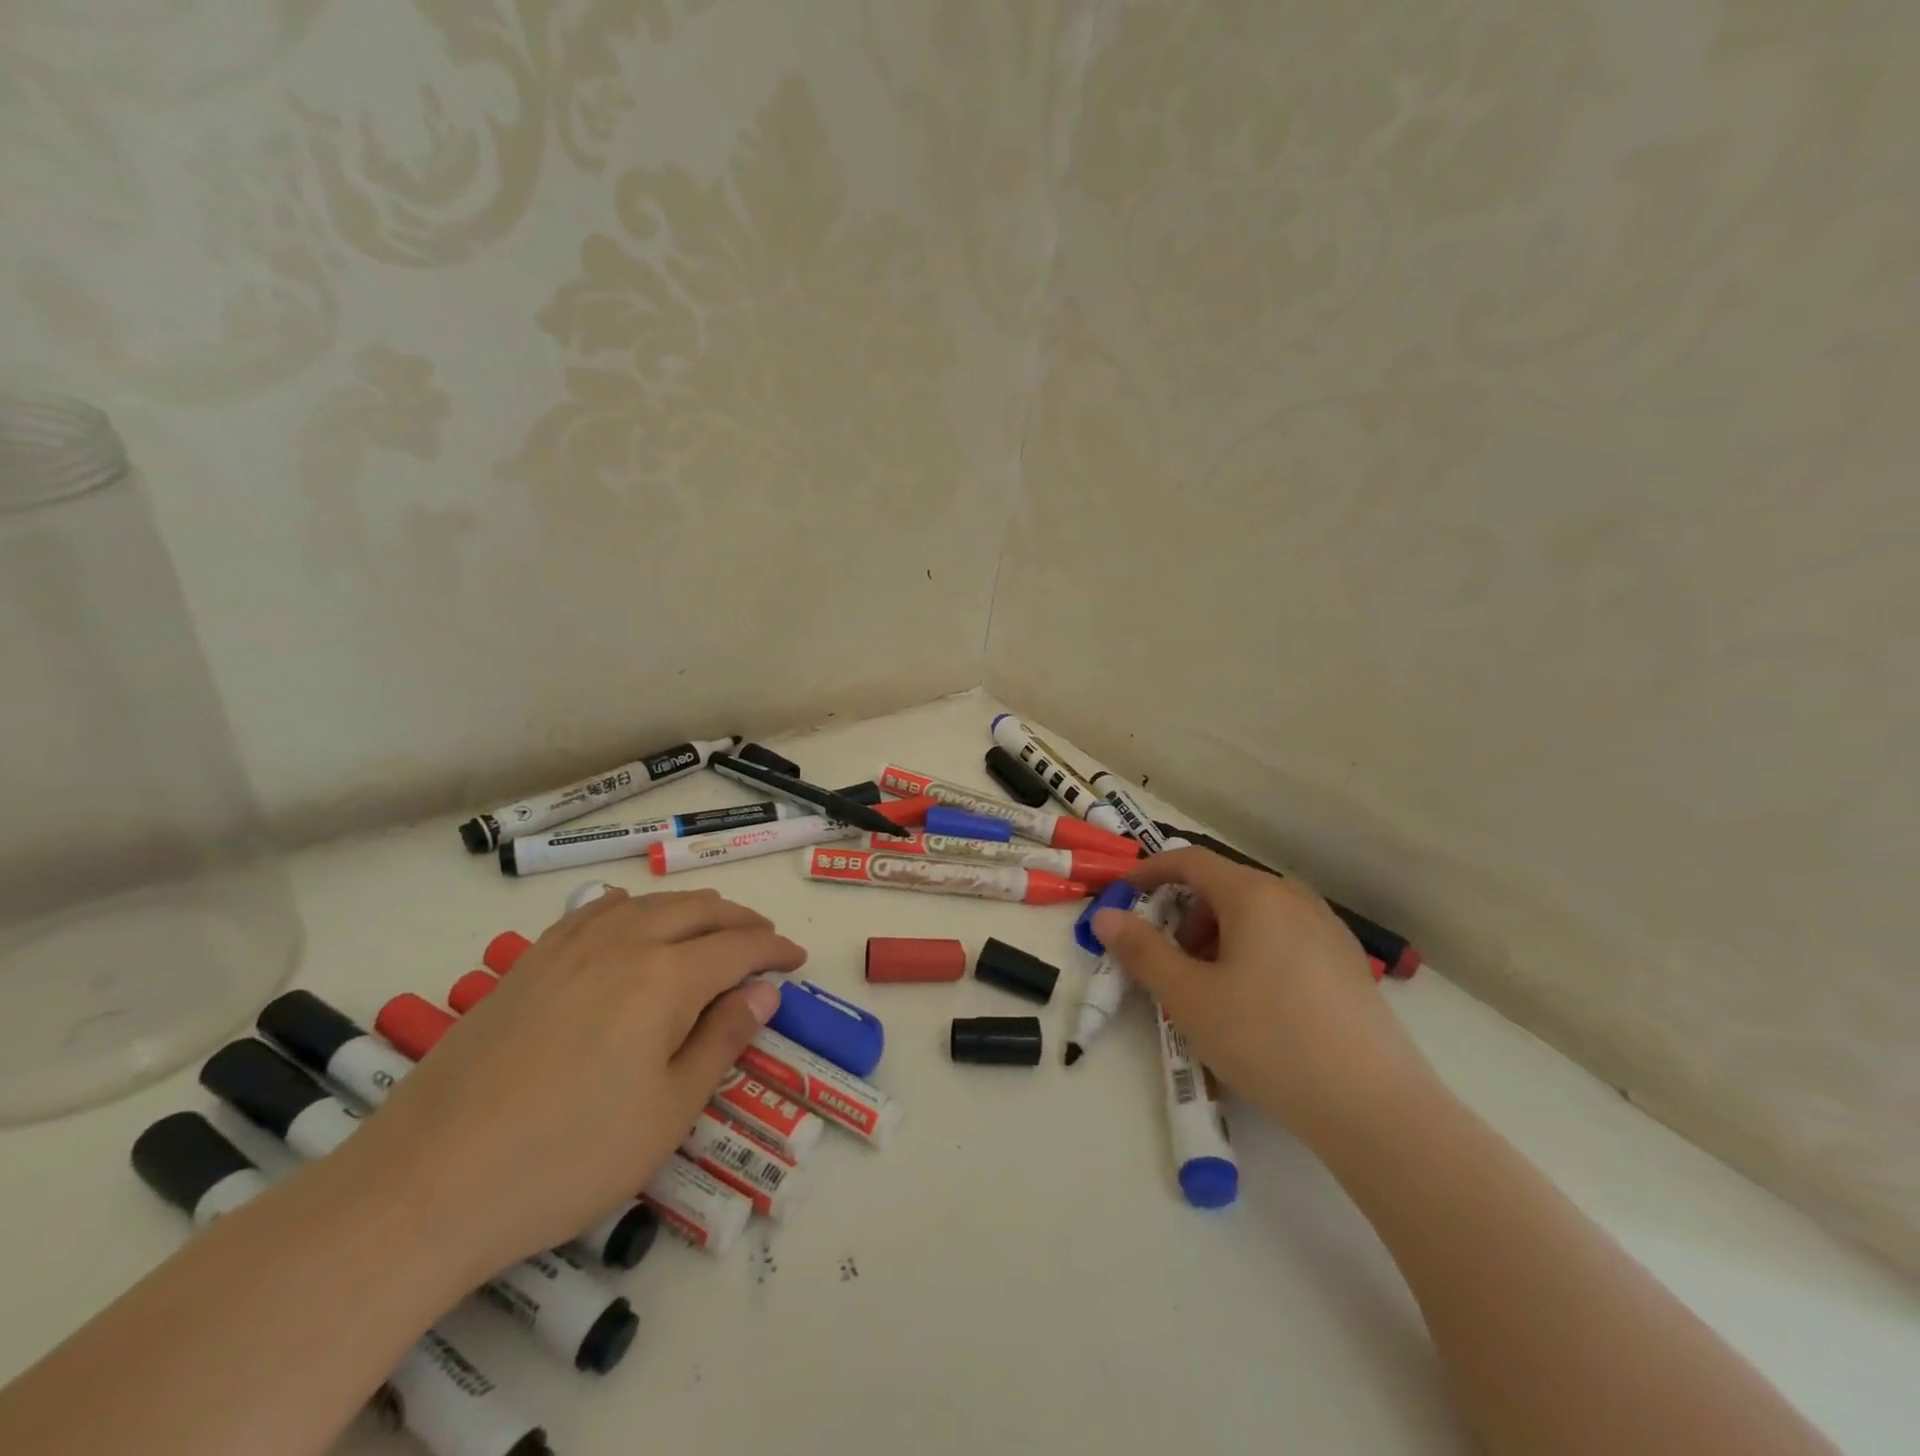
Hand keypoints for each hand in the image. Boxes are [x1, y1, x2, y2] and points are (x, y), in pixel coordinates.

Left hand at [348, 887, 803, 1278]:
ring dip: (693, 909)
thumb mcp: (669, 1112)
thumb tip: (763, 992)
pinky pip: (595, 911)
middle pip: (699, 911)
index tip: (797, 960)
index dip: (775, 951)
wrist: (426, 1186)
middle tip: (764, 943)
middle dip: (741, 922)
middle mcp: (623, 944)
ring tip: (712, 929)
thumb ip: (722, 1040)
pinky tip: (632, 924)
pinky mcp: (528, 963)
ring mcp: (569, 947)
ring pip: (649, 903)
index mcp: (665, 978)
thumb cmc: (568, 1158)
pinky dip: (633, 908)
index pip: (739, 948)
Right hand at [1092, 848, 1428, 1146]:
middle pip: (1222, 887)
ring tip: (1210, 991)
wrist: (1374, 1108)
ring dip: (1216, 937)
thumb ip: (1141, 951)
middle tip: (1167, 963)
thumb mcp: (1189, 997)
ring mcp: (1327, 928)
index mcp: (1254, 895)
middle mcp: (1293, 897)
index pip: (1189, 861)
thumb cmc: (1267, 1040)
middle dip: (1183, 916)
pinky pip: (1283, 937)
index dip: (1149, 873)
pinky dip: (1251, 952)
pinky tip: (1255, 1005)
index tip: (1122, 898)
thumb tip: (1106, 917)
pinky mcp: (1346, 962)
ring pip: (1254, 914)